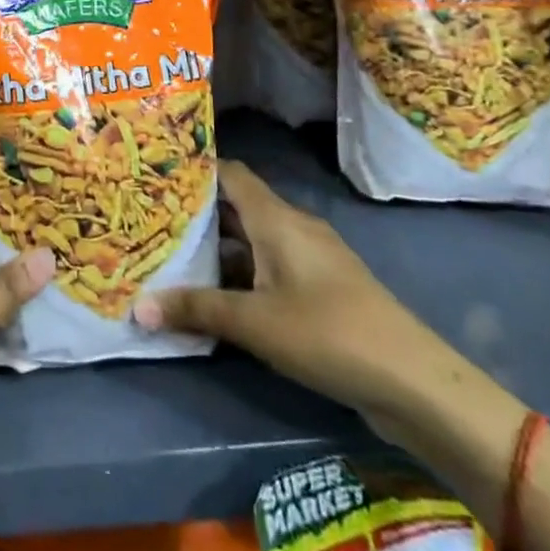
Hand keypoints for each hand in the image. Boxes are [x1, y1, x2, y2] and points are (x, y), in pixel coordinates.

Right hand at [134, 162, 464, 443]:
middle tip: (153, 221)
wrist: (411, 379)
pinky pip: (271, 266)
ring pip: (254, 240)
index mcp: (276, 218)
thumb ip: (196, 309)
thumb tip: (138, 306)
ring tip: (174, 258)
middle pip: (239, 207)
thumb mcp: (253, 322)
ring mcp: (311, 257)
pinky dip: (243, 273)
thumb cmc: (326, 332)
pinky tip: (218, 297)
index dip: (196, 170)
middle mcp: (293, 227)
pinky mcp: (322, 288)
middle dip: (199, 215)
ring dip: (220, 249)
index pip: (230, 173)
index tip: (158, 175)